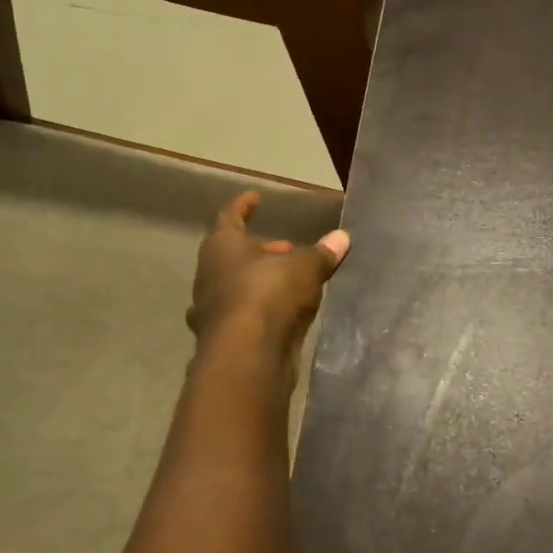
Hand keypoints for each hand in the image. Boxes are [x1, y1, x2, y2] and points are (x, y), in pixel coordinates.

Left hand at [189, 190, 350, 356]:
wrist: (247, 356)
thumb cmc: (269, 295)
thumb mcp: (304, 268)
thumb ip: (321, 253)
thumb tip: (342, 237)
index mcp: (221, 246)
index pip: (230, 215)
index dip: (245, 205)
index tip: (257, 197)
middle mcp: (210, 274)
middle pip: (234, 255)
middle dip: (262, 250)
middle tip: (288, 248)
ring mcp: (212, 310)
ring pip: (237, 287)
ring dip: (262, 282)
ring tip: (291, 282)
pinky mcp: (223, 339)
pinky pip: (245, 316)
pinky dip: (263, 311)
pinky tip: (284, 315)